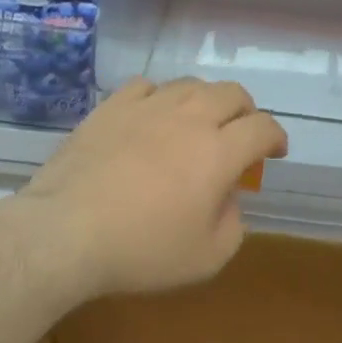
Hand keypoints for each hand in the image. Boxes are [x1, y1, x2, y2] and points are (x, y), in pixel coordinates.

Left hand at [11, 78, 287, 299]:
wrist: (66, 232)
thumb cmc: (141, 251)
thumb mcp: (206, 258)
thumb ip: (232, 225)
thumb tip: (227, 199)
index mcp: (219, 152)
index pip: (262, 128)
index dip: (275, 137)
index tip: (275, 151)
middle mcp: (189, 118)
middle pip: (232, 94)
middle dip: (246, 111)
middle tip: (241, 133)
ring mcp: (147, 107)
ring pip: (191, 84)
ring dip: (206, 100)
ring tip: (198, 122)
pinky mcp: (111, 107)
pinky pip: (146, 86)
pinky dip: (160, 97)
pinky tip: (152, 115)